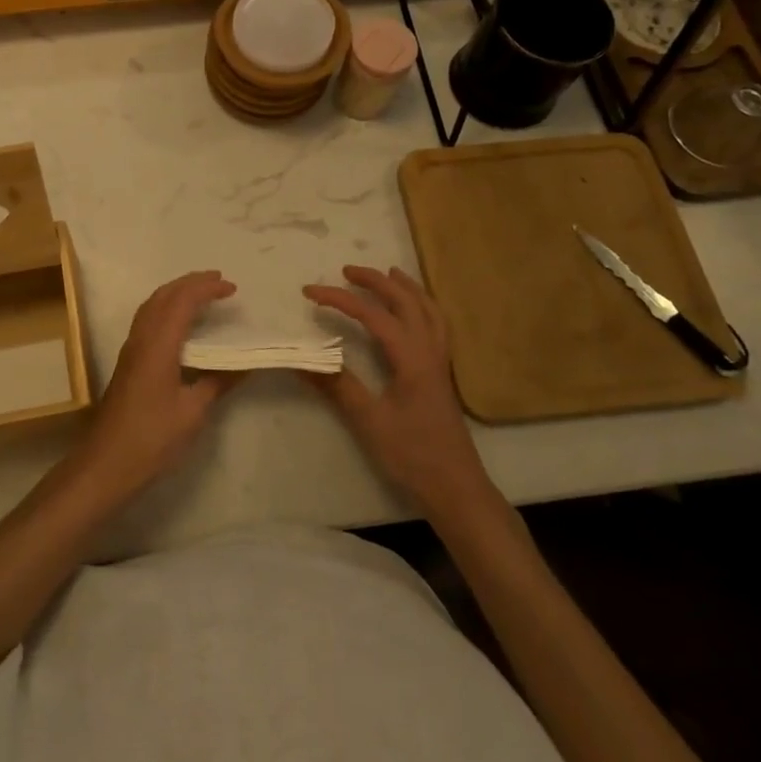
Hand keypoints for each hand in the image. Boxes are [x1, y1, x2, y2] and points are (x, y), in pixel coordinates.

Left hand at [74, 271, 243, 495]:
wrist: (106, 463)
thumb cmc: (152, 438)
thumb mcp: (193, 412)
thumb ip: (218, 382)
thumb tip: (244, 364)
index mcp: (158, 344)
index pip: (183, 301)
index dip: (207, 289)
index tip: (232, 288)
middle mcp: (141, 338)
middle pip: (164, 295)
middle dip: (191, 282)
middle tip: (218, 280)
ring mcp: (131, 348)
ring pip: (152, 305)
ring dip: (176, 292)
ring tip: (201, 293)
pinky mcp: (128, 361)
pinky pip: (147, 318)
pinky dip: (166, 307)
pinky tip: (179, 323)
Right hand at [304, 266, 490, 514]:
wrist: (457, 490)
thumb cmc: (413, 456)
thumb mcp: (370, 421)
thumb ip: (338, 386)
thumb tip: (303, 358)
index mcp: (411, 358)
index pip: (372, 315)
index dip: (339, 299)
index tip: (309, 292)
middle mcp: (429, 351)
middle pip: (406, 301)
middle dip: (376, 281)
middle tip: (346, 271)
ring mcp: (440, 362)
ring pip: (428, 310)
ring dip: (406, 287)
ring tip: (389, 273)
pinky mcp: (441, 375)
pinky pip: (436, 325)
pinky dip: (422, 306)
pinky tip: (412, 313)